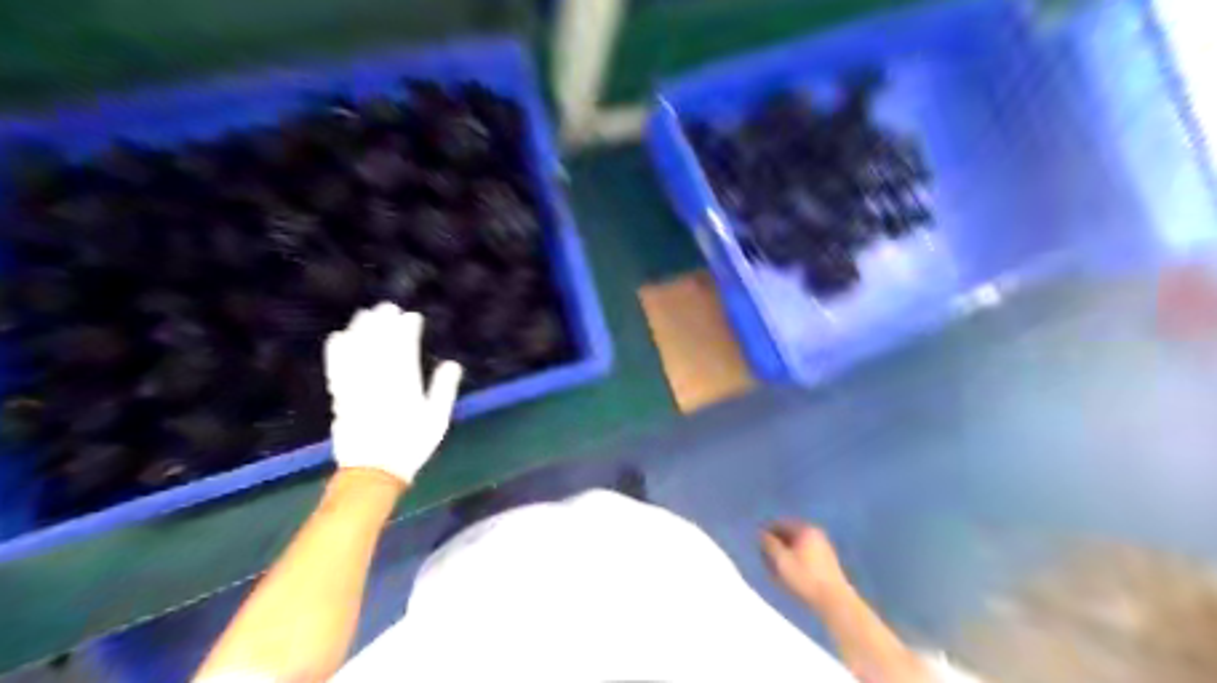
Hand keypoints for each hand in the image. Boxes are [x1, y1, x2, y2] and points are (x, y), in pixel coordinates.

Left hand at [326, 301, 465, 485]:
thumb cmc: (411, 444)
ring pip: (355, 351)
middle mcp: (377, 380)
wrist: (374, 470)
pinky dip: (337, 350)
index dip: (407, 329)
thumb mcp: (437, 419)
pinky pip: (336, 367)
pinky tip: (338, 337)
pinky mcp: (340, 395)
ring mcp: (356, 387)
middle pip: (377, 343)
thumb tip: (453, 364)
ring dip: (359, 330)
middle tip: (387, 307)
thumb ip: (444, 389)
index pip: (404, 347)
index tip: (412, 316)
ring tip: (365, 315)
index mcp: (404, 384)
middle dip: (382, 322)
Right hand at [758, 521, 853, 610]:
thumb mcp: (781, 560)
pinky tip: (790, 570)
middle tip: (765, 554)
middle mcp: (816, 533)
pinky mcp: (827, 560)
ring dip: (786, 550)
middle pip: (790, 533)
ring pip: (798, 544)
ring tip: (776, 564)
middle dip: (777, 541)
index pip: (780, 523)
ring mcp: (824, 546)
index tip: (757, 542)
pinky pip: (806, 553)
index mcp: (805, 529)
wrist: (834, 600)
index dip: (767, 531)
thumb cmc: (805, 577)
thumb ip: (769, 544)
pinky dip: (796, 557)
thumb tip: (761, 533)